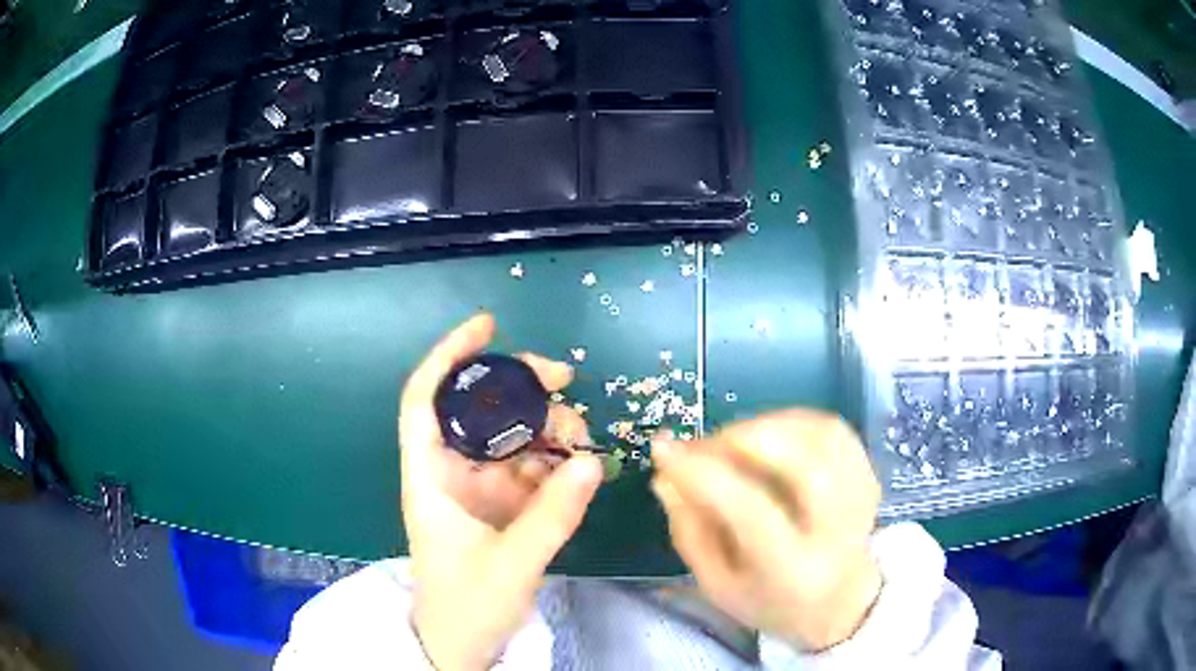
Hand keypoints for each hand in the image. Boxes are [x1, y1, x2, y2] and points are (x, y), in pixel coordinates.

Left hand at [399, 314, 603, 670]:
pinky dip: (553, 461)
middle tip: (565, 379)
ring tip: (581, 435)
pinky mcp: (500, 507)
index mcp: (430, 477)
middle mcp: (451, 473)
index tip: (488, 326)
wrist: (460, 647)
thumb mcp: (510, 563)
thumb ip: (552, 515)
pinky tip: (577, 464)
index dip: (450, 356)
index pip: (425, 399)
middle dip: (520, 387)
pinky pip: (528, 469)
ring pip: (509, 437)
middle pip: (478, 410)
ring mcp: (477, 490)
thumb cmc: (466, 607)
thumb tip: (591, 458)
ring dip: (545, 427)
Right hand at [651, 409, 882, 650]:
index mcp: (792, 571)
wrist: (837, 603)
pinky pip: (834, 429)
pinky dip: (794, 420)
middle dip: (746, 437)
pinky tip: (768, 435)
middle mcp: (837, 532)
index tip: (662, 448)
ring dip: (769, 424)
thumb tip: (665, 476)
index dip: (703, 473)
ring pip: (823, 436)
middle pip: (806, 464)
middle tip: (706, 444)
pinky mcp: (868, 475)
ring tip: (733, 441)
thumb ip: (691, 532)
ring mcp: (861, 499)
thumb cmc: (769, 601)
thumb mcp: (717, 585)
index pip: (750, 511)